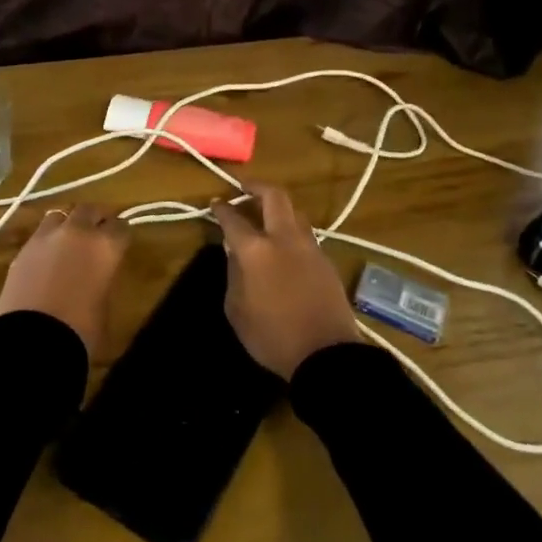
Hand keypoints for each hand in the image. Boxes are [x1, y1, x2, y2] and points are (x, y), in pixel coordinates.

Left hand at [0, 204, 127, 354]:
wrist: (32, 341)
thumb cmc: (81, 330)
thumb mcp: (105, 303)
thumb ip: (103, 276)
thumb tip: (98, 270)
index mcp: (106, 245)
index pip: (122, 226)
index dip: (121, 236)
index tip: (121, 244)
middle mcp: (77, 232)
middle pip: (90, 209)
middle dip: (96, 218)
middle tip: (98, 233)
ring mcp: (46, 236)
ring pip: (61, 214)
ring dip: (69, 223)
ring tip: (70, 240)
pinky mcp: (23, 249)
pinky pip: (40, 234)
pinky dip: (48, 240)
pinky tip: (48, 257)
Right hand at [211, 181, 356, 378]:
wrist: (326, 354)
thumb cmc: (272, 336)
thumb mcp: (237, 309)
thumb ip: (234, 274)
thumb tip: (234, 253)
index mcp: (256, 250)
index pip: (233, 218)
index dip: (222, 208)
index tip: (215, 203)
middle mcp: (284, 238)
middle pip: (274, 196)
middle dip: (257, 187)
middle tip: (244, 190)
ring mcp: (309, 247)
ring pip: (294, 213)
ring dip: (277, 209)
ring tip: (264, 218)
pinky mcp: (326, 261)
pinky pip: (305, 234)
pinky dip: (290, 230)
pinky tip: (283, 245)